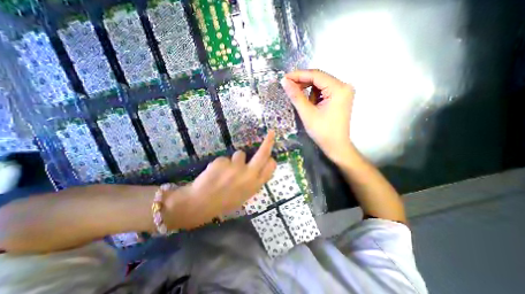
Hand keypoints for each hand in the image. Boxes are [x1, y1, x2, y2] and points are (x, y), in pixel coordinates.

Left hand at [163, 131, 278, 229]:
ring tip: (225, 172)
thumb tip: (257, 168)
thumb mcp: (244, 195)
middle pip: (263, 153)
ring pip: (239, 154)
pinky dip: (221, 164)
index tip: (270, 156)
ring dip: (234, 160)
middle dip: (268, 142)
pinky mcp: (223, 162)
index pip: (270, 167)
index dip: (271, 160)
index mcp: (255, 185)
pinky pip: (225, 159)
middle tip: (271, 133)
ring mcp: (235, 167)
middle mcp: (249, 175)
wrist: (200, 204)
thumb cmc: (224, 202)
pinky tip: (215, 173)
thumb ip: (253, 181)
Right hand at [283, 69, 356, 163]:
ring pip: (320, 85)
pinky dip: (314, 96)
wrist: (336, 146)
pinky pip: (324, 91)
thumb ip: (296, 96)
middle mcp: (344, 86)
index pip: (316, 75)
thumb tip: (284, 81)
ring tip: (303, 104)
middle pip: (319, 78)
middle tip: (288, 88)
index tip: (284, 78)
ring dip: (308, 91)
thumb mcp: (307, 113)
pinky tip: (310, 105)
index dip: (298, 75)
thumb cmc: (322, 132)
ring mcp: (343, 92)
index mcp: (339, 89)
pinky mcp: (340, 98)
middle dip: (303, 83)